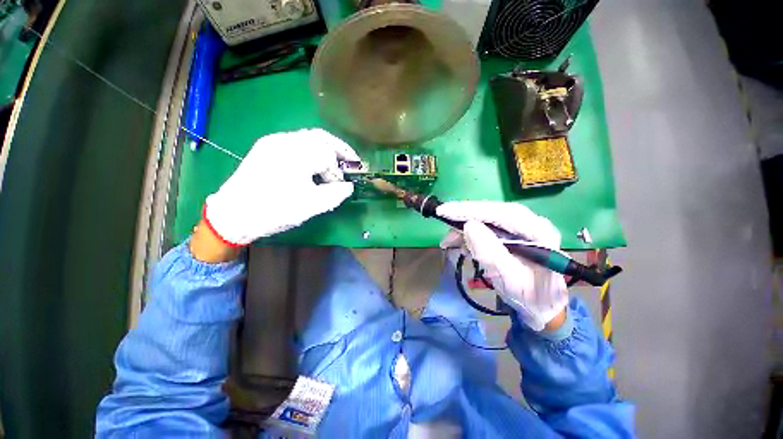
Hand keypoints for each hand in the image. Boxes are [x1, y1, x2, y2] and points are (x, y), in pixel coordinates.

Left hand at [203, 129, 358, 245]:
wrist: (233, 215)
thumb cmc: (274, 211)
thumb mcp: (311, 206)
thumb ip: (336, 194)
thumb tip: (349, 186)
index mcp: (295, 155)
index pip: (328, 155)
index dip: (338, 171)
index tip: (342, 185)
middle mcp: (284, 141)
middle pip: (320, 137)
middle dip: (340, 149)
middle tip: (352, 162)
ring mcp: (273, 142)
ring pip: (309, 137)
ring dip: (326, 148)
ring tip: (335, 163)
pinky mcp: (267, 147)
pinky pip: (297, 142)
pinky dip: (312, 150)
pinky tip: (314, 163)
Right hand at [437, 201, 567, 331]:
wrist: (541, 306)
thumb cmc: (530, 297)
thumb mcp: (510, 280)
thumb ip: (491, 254)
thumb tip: (468, 226)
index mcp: (538, 232)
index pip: (500, 213)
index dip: (470, 210)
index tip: (445, 210)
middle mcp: (530, 223)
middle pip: (492, 211)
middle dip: (464, 216)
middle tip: (442, 221)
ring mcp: (520, 227)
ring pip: (486, 218)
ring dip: (465, 228)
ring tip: (449, 242)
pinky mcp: (510, 233)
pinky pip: (486, 227)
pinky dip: (470, 235)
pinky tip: (461, 245)